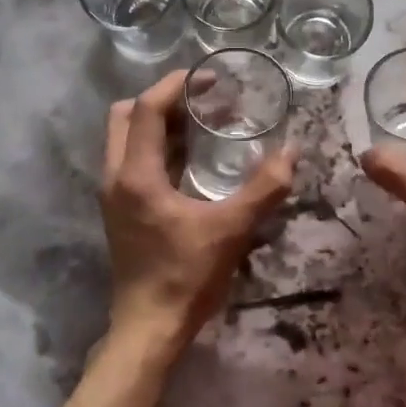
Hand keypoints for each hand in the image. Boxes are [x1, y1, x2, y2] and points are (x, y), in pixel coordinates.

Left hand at [99, 68, 294, 352]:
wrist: (149, 329)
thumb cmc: (186, 276)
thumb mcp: (231, 229)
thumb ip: (264, 188)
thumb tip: (291, 151)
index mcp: (136, 175)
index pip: (146, 109)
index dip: (176, 85)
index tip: (209, 77)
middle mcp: (116, 178)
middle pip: (125, 116)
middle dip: (162, 99)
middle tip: (202, 99)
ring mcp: (114, 196)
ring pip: (126, 139)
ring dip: (159, 122)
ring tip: (202, 122)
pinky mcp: (121, 211)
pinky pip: (133, 161)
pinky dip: (157, 147)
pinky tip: (191, 159)